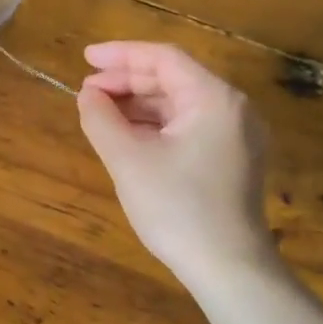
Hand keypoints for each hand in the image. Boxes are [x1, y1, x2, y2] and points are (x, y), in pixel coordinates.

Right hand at [77, 42, 275, 289]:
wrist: (228, 268)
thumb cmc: (177, 208)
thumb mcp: (128, 160)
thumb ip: (102, 119)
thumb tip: (88, 95)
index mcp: (214, 99)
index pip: (164, 58)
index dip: (121, 55)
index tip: (85, 58)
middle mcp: (233, 108)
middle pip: (174, 79)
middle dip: (128, 81)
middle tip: (88, 91)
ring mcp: (237, 135)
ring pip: (180, 104)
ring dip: (139, 104)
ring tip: (101, 113)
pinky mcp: (233, 160)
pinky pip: (189, 127)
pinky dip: (157, 126)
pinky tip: (128, 136)